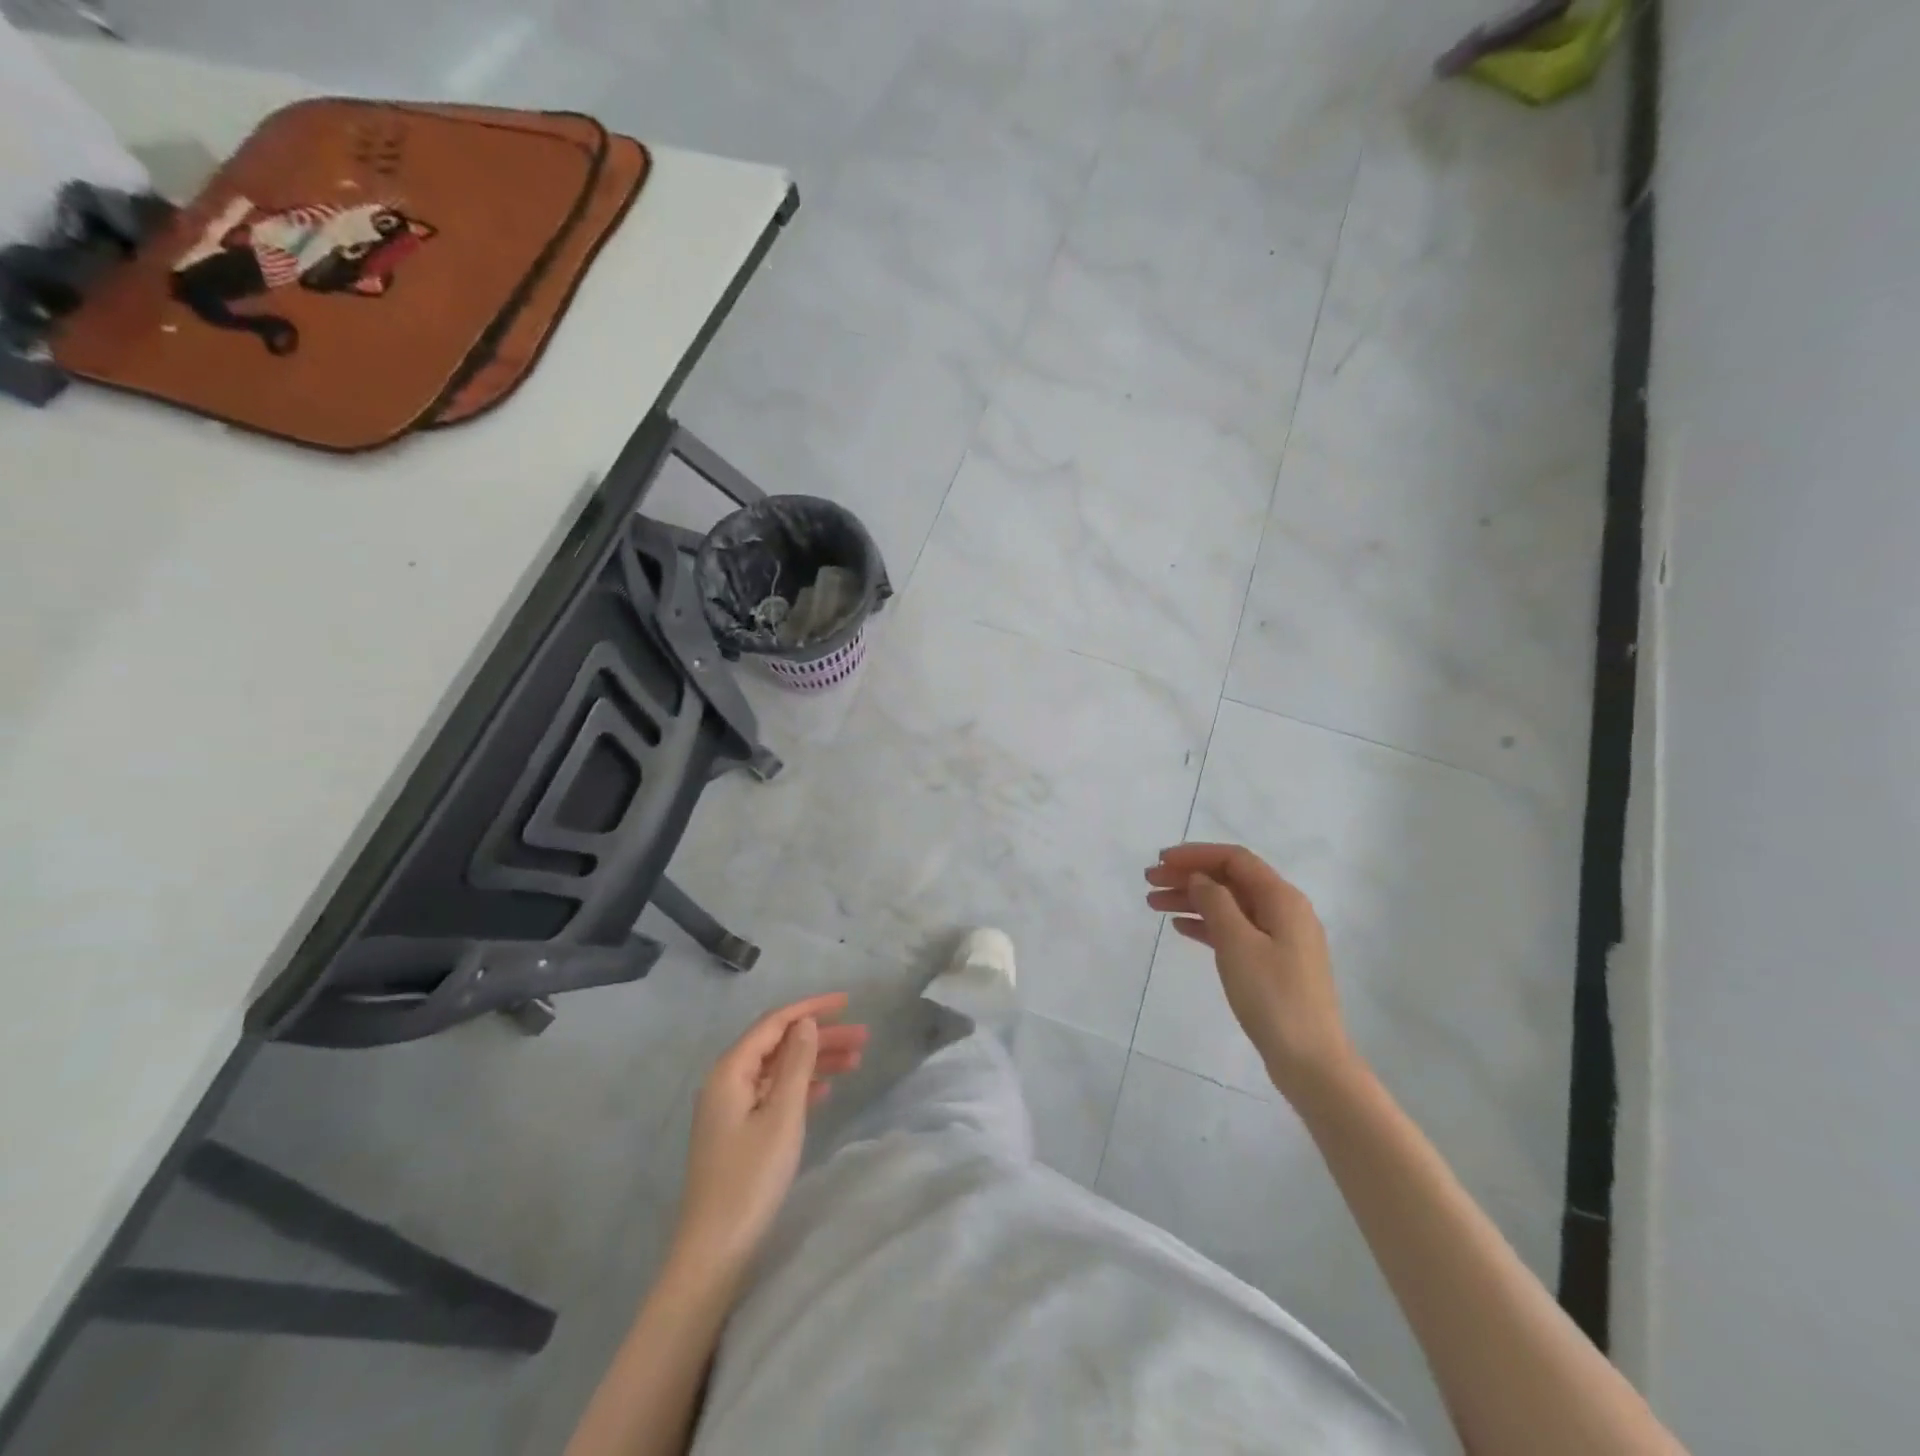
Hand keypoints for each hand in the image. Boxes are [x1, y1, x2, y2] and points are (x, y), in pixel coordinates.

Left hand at [672, 993, 868, 1275]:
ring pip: (779, 1070)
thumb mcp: (782, 1116)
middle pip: (779, 1045)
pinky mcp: (739, 1132)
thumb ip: (797, 1064)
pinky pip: (774, 1094)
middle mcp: (727, 1082)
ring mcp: (731, 1108)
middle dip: (820, 1037)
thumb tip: (806, 1022)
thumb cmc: (750, 1178)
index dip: (811, 1008)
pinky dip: (802, 1087)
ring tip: (857, 1062)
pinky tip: (827, 1091)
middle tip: (864, 1037)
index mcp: (731, 1071)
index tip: (847, 1002)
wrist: (715, 1250)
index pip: (774, 1023)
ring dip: (815, 1062)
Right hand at [1145, 843, 1356, 1101]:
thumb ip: (1215, 902)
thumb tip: (1200, 879)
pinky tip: (1180, 927)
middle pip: (1230, 880)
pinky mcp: (1273, 962)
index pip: (1235, 860)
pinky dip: (1207, 924)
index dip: (1196, 855)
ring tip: (1154, 904)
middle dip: (1189, 876)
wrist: (1310, 1060)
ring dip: (1192, 900)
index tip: (1161, 861)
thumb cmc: (1273, 996)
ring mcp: (1280, 938)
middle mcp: (1284, 911)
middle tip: (1150, 881)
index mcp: (1282, 899)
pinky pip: (1234, 930)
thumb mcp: (1237, 943)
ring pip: (1229, 905)